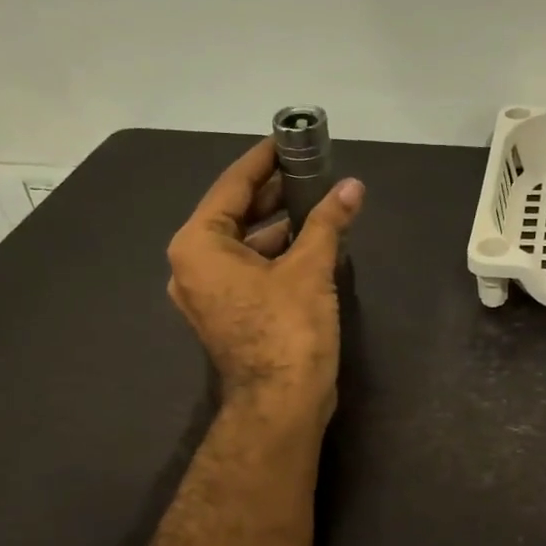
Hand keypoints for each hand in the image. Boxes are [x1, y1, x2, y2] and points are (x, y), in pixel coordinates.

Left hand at [167, 140, 364, 421]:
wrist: (281, 404)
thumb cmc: (288, 330)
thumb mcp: (310, 268)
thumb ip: (328, 222)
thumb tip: (353, 188)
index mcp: (198, 245)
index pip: (231, 186)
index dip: (262, 161)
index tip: (286, 141)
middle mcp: (192, 266)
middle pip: (234, 214)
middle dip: (273, 193)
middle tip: (309, 171)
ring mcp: (207, 295)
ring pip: (242, 245)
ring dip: (277, 226)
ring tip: (316, 205)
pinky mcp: (227, 315)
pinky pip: (248, 271)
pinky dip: (274, 256)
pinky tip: (308, 244)